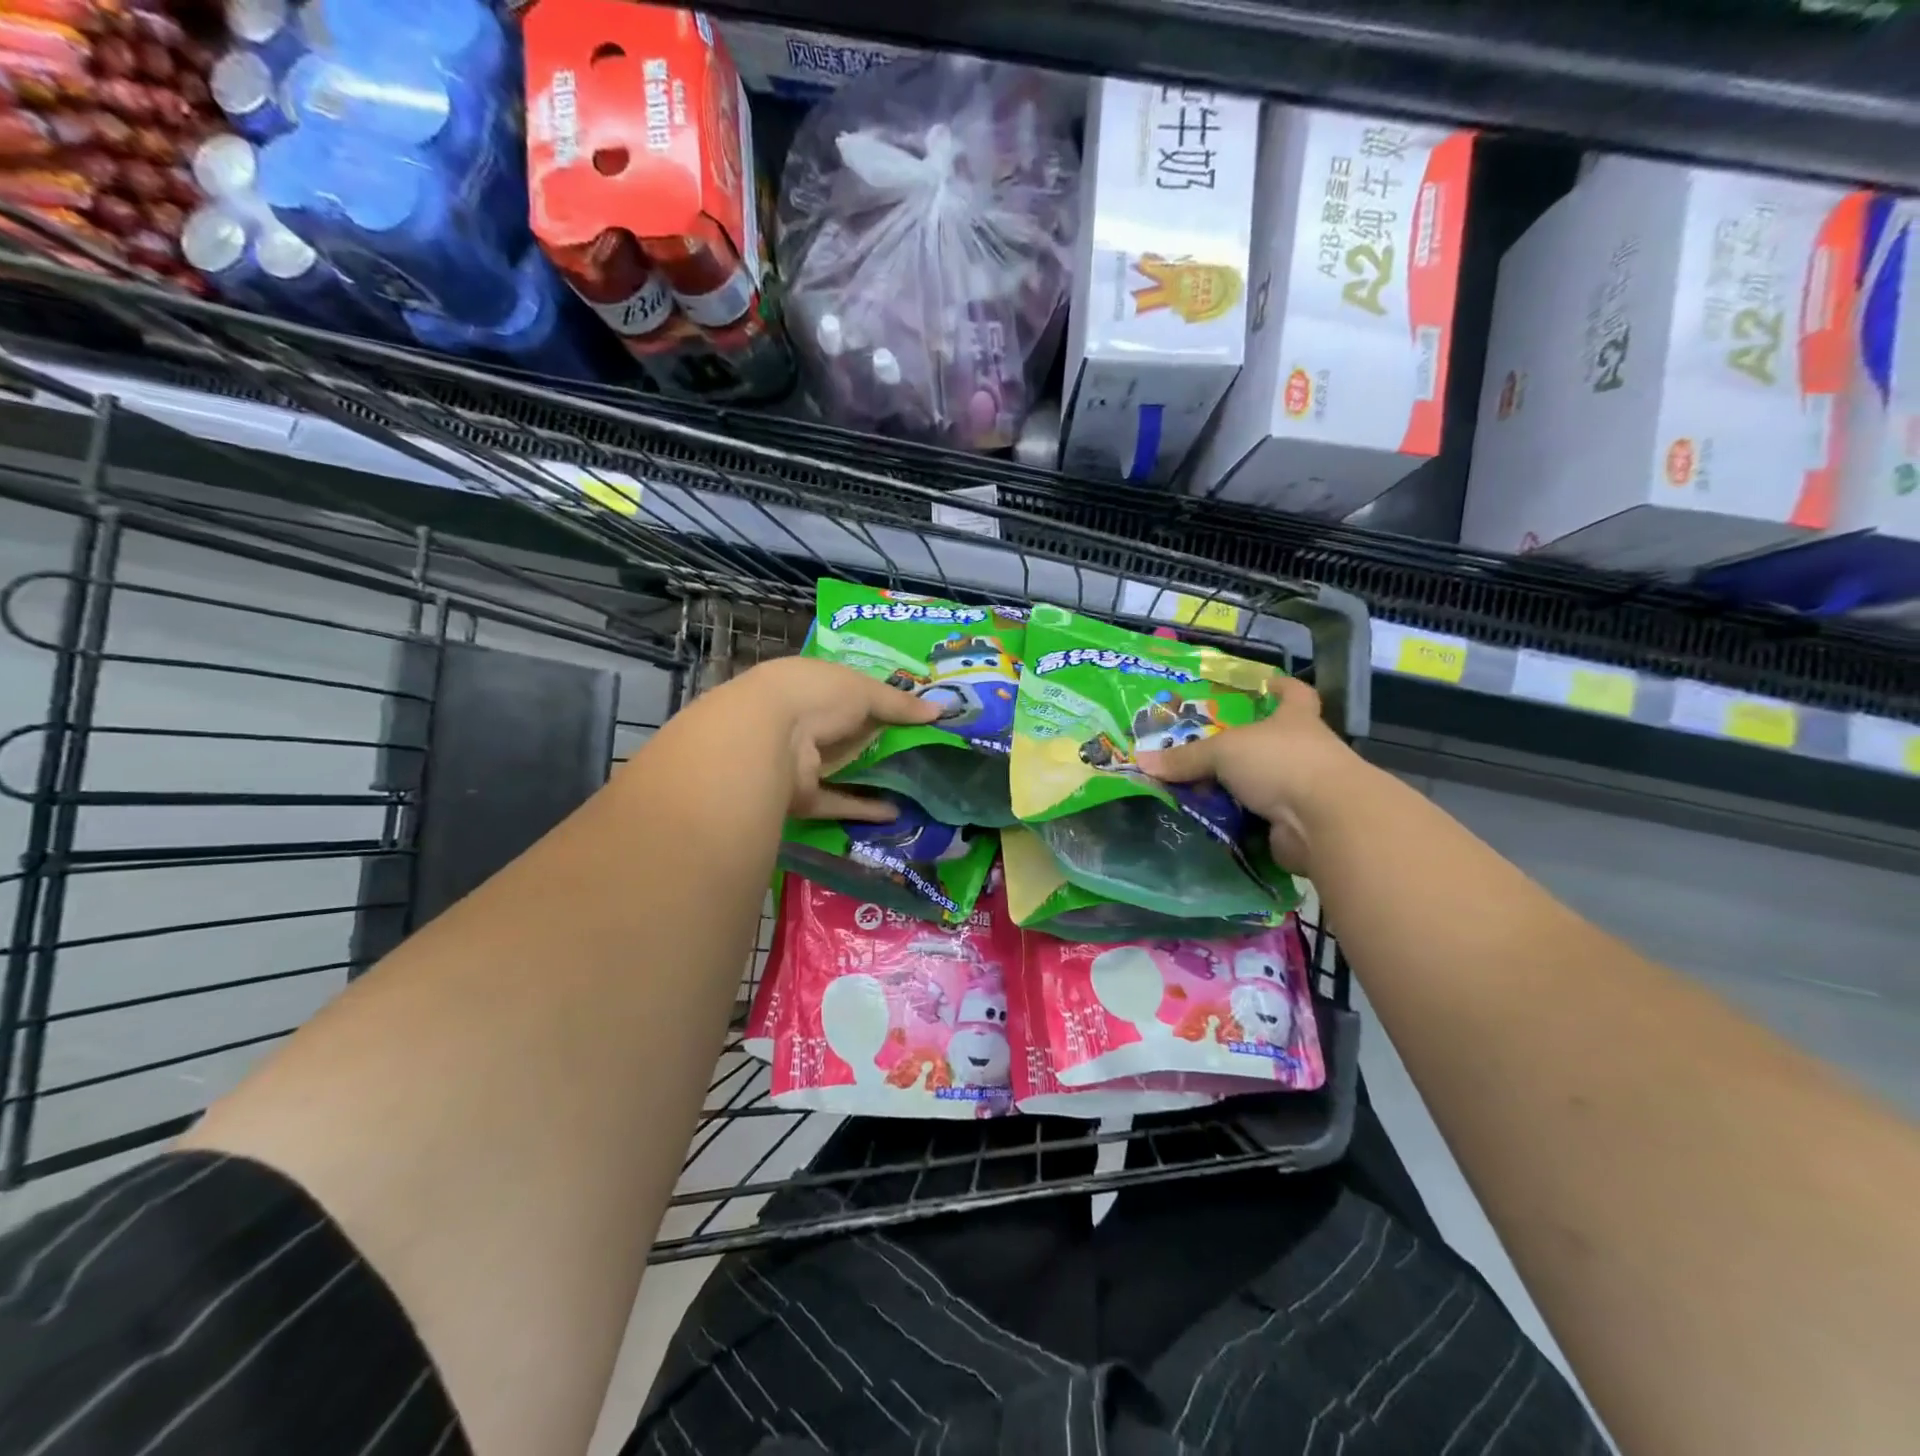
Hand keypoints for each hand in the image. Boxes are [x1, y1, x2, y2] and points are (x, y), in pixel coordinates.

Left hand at [717, 656, 941, 821]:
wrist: (767, 738)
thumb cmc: (816, 696)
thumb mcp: (865, 690)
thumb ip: (901, 704)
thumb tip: (941, 710)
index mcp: (809, 686)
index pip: (845, 692)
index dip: (875, 700)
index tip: (909, 712)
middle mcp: (800, 722)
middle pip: (844, 734)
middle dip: (875, 742)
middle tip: (918, 751)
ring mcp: (798, 762)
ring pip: (839, 770)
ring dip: (868, 777)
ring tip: (910, 783)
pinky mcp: (801, 797)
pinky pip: (837, 802)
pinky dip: (862, 807)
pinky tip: (894, 813)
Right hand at [1134, 676, 1356, 870]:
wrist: (1324, 821)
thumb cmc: (1280, 763)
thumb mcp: (1223, 752)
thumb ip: (1186, 758)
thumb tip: (1142, 762)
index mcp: (1295, 720)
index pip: (1295, 694)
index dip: (1282, 687)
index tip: (1267, 683)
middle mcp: (1305, 751)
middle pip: (1273, 742)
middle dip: (1244, 747)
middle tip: (1204, 749)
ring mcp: (1304, 789)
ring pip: (1265, 783)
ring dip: (1238, 788)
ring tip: (1197, 788)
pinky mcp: (1297, 824)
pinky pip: (1259, 819)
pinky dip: (1238, 821)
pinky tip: (1210, 822)